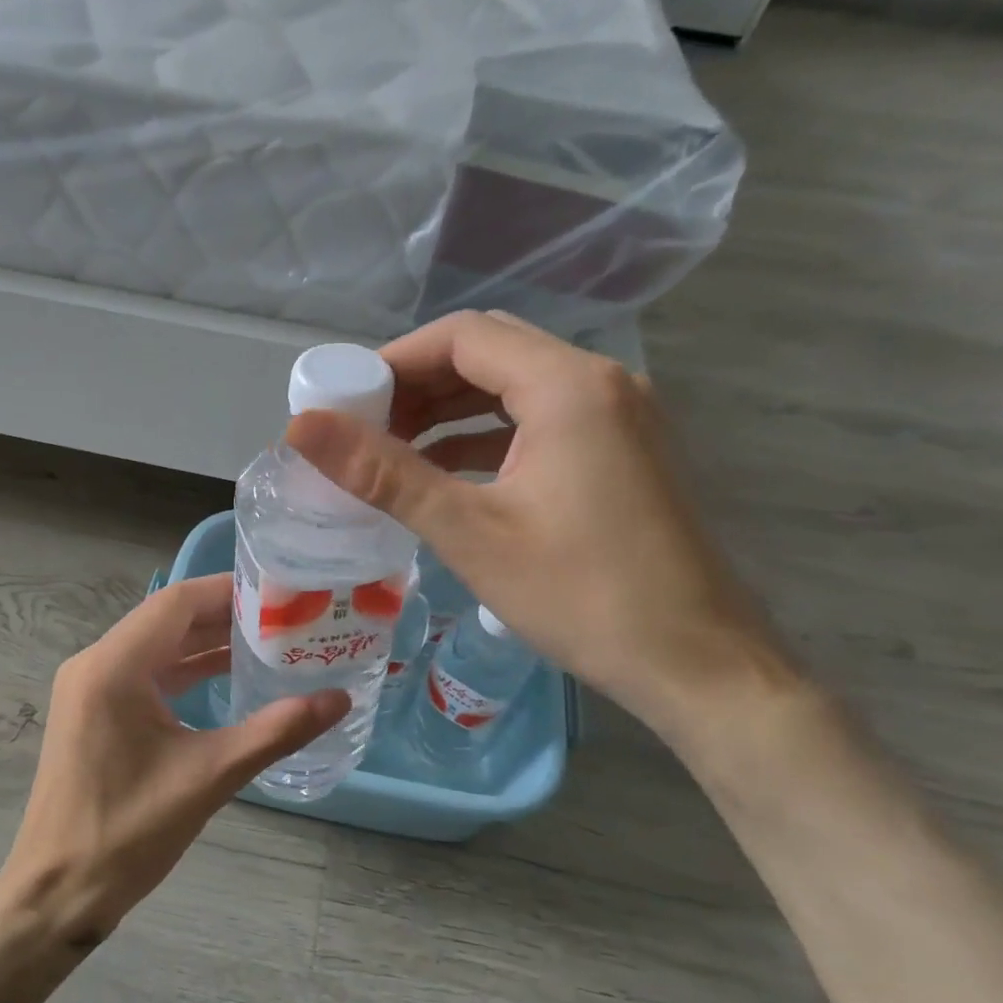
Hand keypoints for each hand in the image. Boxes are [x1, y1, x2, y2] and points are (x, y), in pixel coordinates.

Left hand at [0, 574, 346, 947]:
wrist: (57, 894)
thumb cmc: (128, 833)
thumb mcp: (210, 777)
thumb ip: (276, 731)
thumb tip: (339, 700)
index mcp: (114, 666)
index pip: (178, 602)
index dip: (229, 591)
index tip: (280, 594)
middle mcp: (96, 663)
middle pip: (168, 619)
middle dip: (225, 616)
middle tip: (285, 618)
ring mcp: (91, 687)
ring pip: (158, 645)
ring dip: (207, 642)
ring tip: (268, 642)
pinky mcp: (94, 710)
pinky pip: (146, 673)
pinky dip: (186, 669)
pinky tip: (228, 676)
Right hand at [286, 310, 796, 741]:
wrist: (700, 667)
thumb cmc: (583, 596)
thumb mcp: (470, 532)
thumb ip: (384, 473)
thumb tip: (301, 427)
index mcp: (568, 385)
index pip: (463, 336)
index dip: (395, 361)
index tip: (346, 401)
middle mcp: (601, 382)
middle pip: (490, 354)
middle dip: (419, 385)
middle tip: (364, 428)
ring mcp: (621, 415)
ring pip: (516, 387)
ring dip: (452, 411)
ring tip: (394, 451)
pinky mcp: (625, 450)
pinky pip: (543, 420)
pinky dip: (489, 436)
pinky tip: (449, 473)